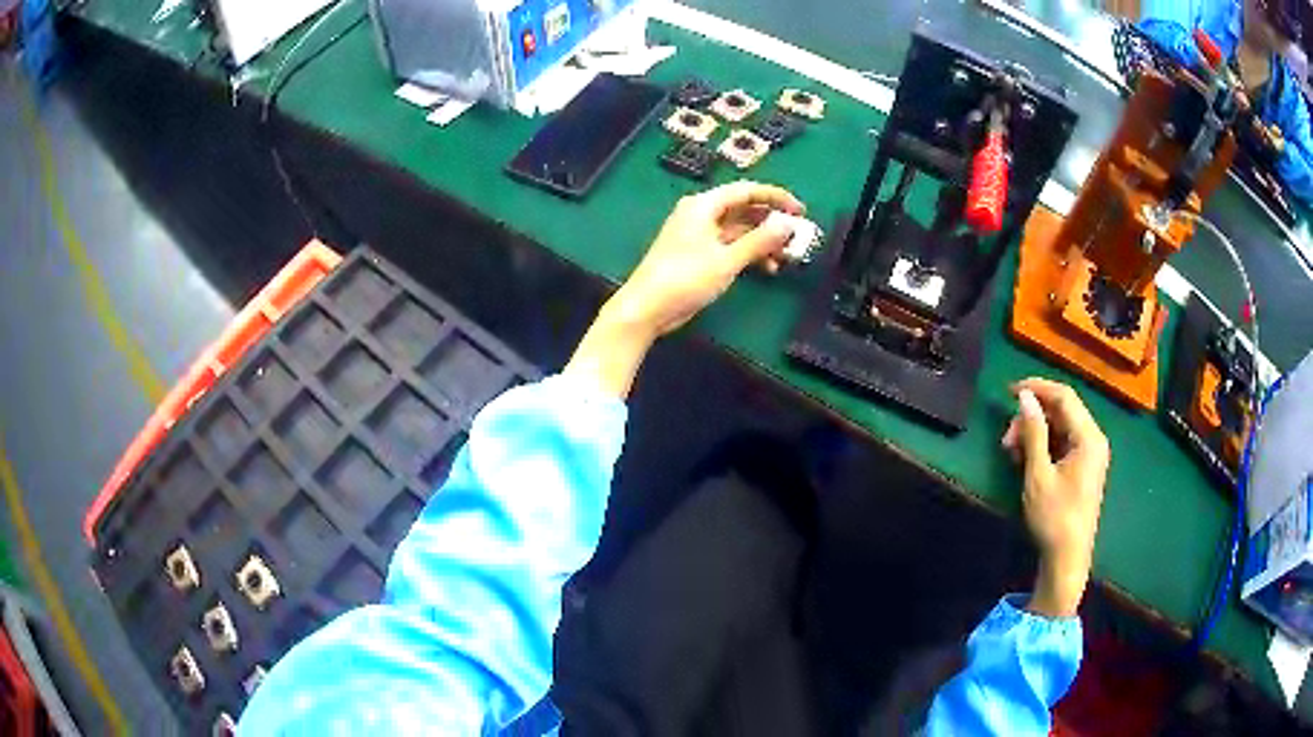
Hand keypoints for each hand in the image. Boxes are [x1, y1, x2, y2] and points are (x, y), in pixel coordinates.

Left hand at [564, 182, 804, 398]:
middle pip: (744, 210)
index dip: (776, 198)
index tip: (800, 210)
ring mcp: (699, 235)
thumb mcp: (727, 259)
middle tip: (797, 237)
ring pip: (739, 230)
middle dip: (771, 222)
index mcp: (703, 206)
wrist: (646, 309)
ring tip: (785, 257)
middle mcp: (701, 214)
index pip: (746, 191)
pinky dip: (749, 253)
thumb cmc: (684, 279)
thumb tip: (787, 223)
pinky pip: (730, 246)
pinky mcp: (698, 255)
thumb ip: (760, 241)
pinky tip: (766, 268)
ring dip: (762, 242)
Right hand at [1001, 378, 1110, 617]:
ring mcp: (1090, 454)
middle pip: (1062, 411)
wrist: (1067, 559)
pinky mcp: (1084, 468)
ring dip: (1035, 433)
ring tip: (1012, 453)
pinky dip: (1044, 446)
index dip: (1037, 388)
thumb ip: (1033, 432)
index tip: (1009, 391)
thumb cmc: (1054, 517)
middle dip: (1032, 418)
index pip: (1064, 396)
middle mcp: (1094, 439)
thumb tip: (1025, 397)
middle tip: (1006, 439)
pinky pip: (1063, 443)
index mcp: (1089, 437)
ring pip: (1061, 427)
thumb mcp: (1038, 474)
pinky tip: (1025, 461)